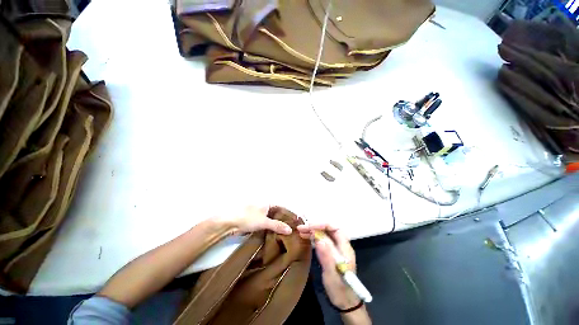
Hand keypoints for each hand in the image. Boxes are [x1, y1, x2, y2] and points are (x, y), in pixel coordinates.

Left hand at [216, 205, 292, 235]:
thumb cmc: (248, 218)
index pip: (281, 208)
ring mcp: (259, 215)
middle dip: (283, 222)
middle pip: (276, 215)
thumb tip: (290, 230)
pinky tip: (274, 236)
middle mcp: (264, 207)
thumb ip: (277, 225)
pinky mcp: (254, 222)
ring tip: (285, 235)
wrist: (229, 223)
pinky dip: (270, 230)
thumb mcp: (264, 222)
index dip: (288, 214)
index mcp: (267, 203)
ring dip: (276, 227)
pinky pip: (265, 225)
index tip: (295, 223)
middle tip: (291, 231)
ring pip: (271, 221)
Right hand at [297, 224, 359, 308]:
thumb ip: (327, 256)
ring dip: (312, 231)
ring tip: (301, 232)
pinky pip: (321, 241)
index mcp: (345, 247)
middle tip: (301, 228)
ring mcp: (335, 248)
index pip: (334, 228)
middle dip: (315, 227)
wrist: (344, 301)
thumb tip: (319, 239)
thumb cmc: (340, 288)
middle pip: (328, 229)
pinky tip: (305, 238)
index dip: (322, 224)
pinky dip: (313, 238)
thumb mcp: (332, 274)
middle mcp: (340, 245)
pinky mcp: (329, 253)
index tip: (309, 226)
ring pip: (324, 234)